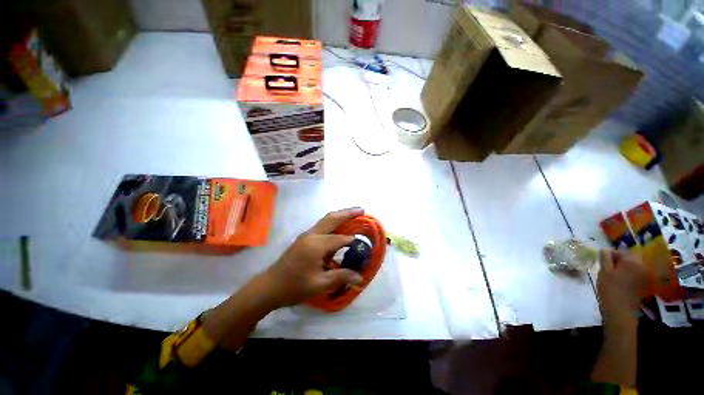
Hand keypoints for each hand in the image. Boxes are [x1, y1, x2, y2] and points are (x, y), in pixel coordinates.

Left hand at [261, 208, 364, 307]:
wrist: (269, 287)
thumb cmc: (294, 286)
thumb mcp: (320, 284)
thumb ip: (341, 277)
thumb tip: (360, 278)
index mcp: (316, 245)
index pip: (341, 239)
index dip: (353, 242)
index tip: (365, 245)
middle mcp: (312, 235)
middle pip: (332, 218)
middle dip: (348, 213)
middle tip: (362, 209)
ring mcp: (306, 235)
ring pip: (326, 220)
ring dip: (340, 215)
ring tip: (354, 214)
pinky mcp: (304, 239)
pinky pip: (322, 226)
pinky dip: (333, 223)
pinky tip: (339, 228)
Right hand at [597, 250, 647, 327]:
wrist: (621, 310)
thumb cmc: (610, 289)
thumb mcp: (604, 272)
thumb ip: (605, 258)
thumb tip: (605, 249)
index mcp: (631, 261)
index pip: (621, 251)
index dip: (611, 253)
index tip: (602, 259)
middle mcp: (641, 265)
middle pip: (629, 258)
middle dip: (619, 260)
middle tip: (608, 267)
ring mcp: (645, 275)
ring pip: (633, 266)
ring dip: (624, 267)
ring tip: (614, 274)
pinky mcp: (644, 283)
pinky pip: (637, 274)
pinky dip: (629, 274)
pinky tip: (622, 281)